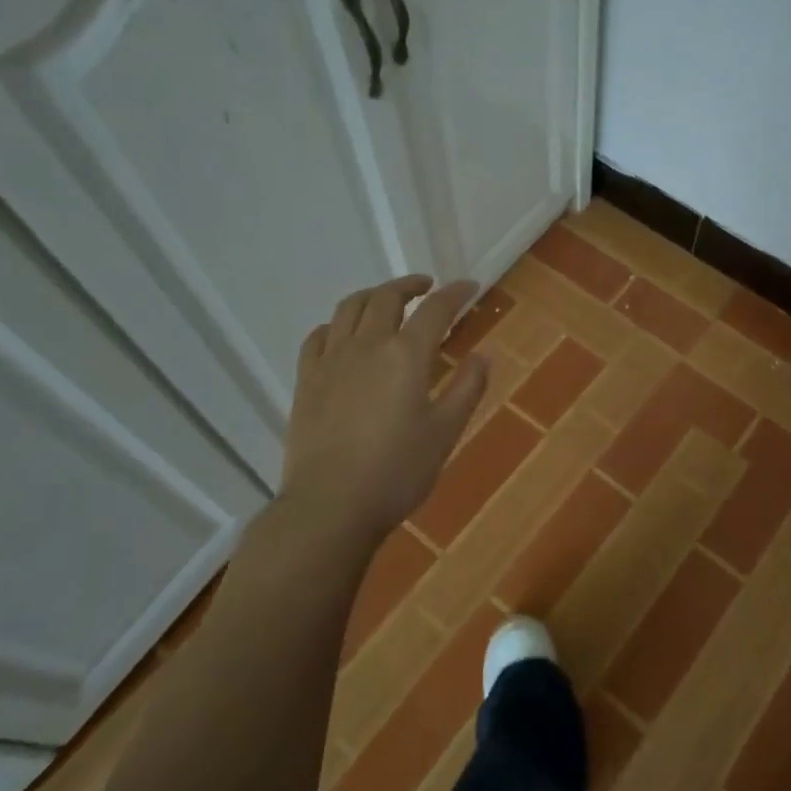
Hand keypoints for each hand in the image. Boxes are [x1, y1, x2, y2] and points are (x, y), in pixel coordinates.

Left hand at [278, 275, 488, 541]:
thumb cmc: (397, 472)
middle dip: (409, 285)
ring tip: (386, 301)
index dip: (454, 293)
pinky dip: (336, 324)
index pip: (434, 309)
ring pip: (349, 308)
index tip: (469, 286)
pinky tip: (343, 335)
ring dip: (372, 296)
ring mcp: (331, 360)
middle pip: (386, 298)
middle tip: (427, 288)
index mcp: (406, 355)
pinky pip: (318, 336)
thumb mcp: (445, 433)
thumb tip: (484, 355)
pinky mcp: (307, 380)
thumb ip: (467, 388)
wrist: (330, 505)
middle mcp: (366, 345)